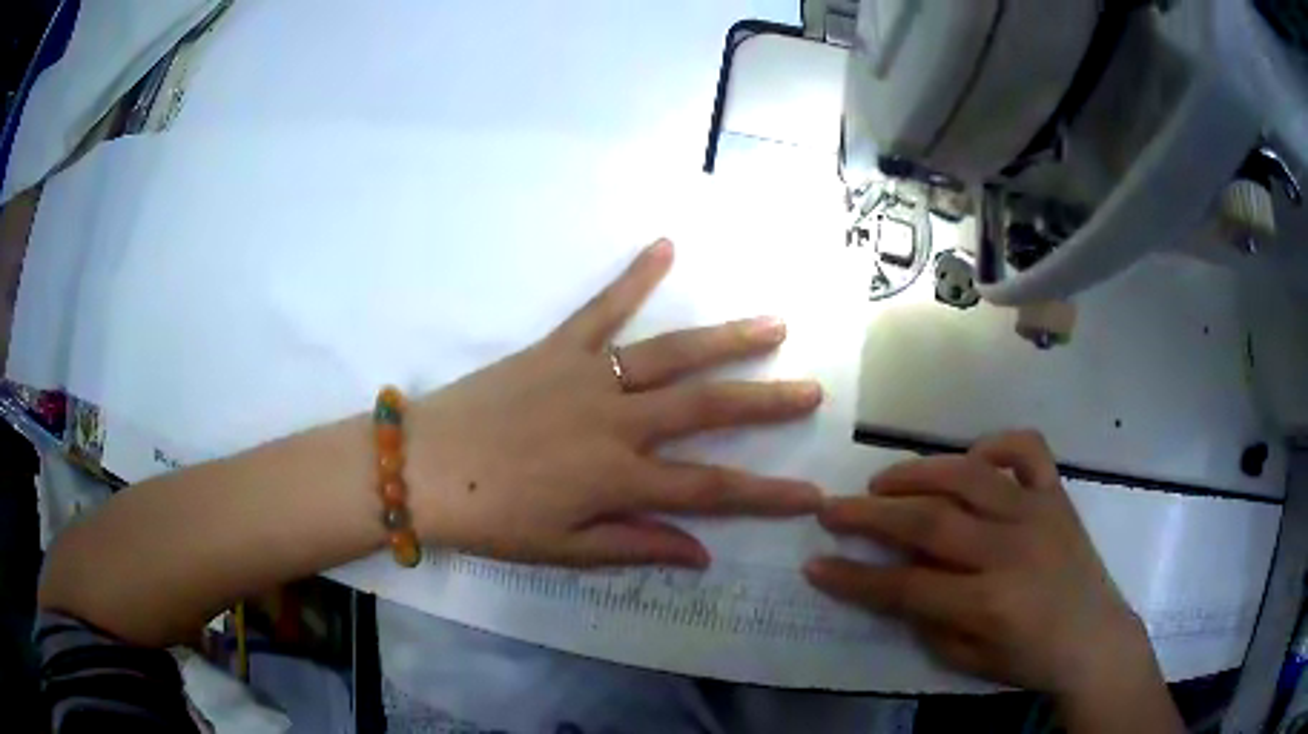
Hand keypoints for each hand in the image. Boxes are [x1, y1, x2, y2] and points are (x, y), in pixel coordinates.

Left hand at [407, 240, 823, 567]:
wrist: (422, 468)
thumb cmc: (491, 519)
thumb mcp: (564, 550)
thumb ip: (637, 546)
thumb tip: (702, 554)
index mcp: (618, 479)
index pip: (711, 491)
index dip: (767, 496)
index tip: (811, 495)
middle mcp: (615, 422)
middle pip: (706, 410)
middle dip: (766, 403)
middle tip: (813, 390)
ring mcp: (588, 377)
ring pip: (671, 354)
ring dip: (727, 339)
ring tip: (774, 324)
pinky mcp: (556, 347)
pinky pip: (601, 308)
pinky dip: (633, 277)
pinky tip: (665, 245)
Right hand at [804, 432, 1163, 705]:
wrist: (1095, 639)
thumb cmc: (1030, 659)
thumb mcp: (968, 660)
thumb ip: (928, 621)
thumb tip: (894, 584)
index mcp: (988, 602)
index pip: (905, 587)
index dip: (853, 578)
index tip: (815, 565)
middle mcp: (1010, 549)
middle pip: (929, 522)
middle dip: (870, 515)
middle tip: (833, 509)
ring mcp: (1037, 513)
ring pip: (969, 474)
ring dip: (918, 472)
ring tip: (884, 481)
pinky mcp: (1057, 495)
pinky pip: (1026, 449)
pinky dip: (994, 443)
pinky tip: (971, 460)